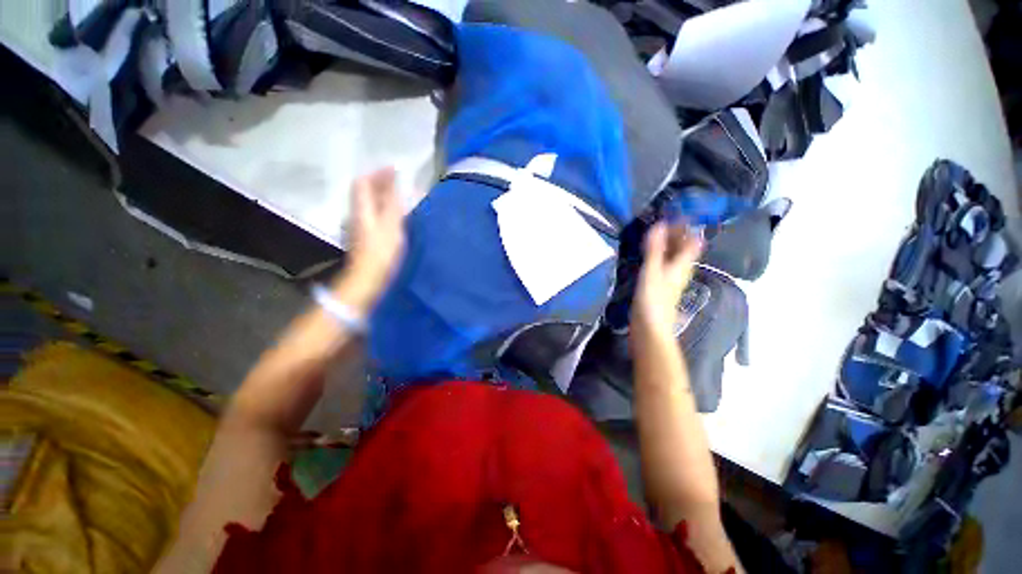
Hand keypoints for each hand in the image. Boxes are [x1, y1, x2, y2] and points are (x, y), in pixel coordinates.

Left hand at [332, 168, 405, 312]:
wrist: (367, 278)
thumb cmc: (381, 252)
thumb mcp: (391, 225)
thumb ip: (393, 202)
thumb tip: (394, 180)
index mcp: (363, 208)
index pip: (364, 182)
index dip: (377, 173)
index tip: (394, 168)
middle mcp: (358, 214)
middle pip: (364, 191)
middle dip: (379, 181)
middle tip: (397, 178)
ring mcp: (361, 226)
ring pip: (368, 203)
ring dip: (381, 194)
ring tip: (398, 193)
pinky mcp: (366, 237)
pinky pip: (373, 213)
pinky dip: (384, 207)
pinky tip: (394, 213)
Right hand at [631, 222, 702, 338]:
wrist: (649, 328)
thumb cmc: (653, 300)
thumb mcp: (652, 272)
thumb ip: (655, 249)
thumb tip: (659, 225)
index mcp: (682, 265)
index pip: (692, 241)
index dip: (687, 227)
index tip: (676, 213)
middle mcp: (680, 270)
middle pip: (684, 248)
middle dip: (676, 234)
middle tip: (661, 221)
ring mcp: (671, 279)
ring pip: (673, 256)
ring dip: (667, 244)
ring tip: (653, 234)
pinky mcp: (661, 286)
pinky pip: (663, 264)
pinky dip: (658, 255)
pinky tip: (648, 254)